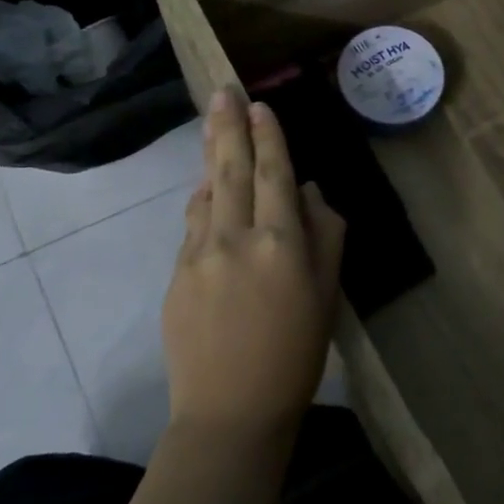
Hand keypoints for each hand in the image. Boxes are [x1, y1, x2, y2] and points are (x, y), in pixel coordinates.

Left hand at [161, 85, 345, 437]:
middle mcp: (234, 239)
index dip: (268, 136)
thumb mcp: (328, 293)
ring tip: (214, 125)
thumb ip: (324, 235)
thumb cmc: (297, 353)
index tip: (261, 105)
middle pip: (231, 170)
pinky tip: (208, 190)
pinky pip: (192, 226)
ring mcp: (197, 257)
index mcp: (280, 243)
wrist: (231, 413)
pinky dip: (202, 200)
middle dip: (228, 125)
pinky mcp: (175, 278)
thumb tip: (308, 193)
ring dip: (212, 156)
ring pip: (205, 194)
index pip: (274, 174)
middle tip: (222, 90)